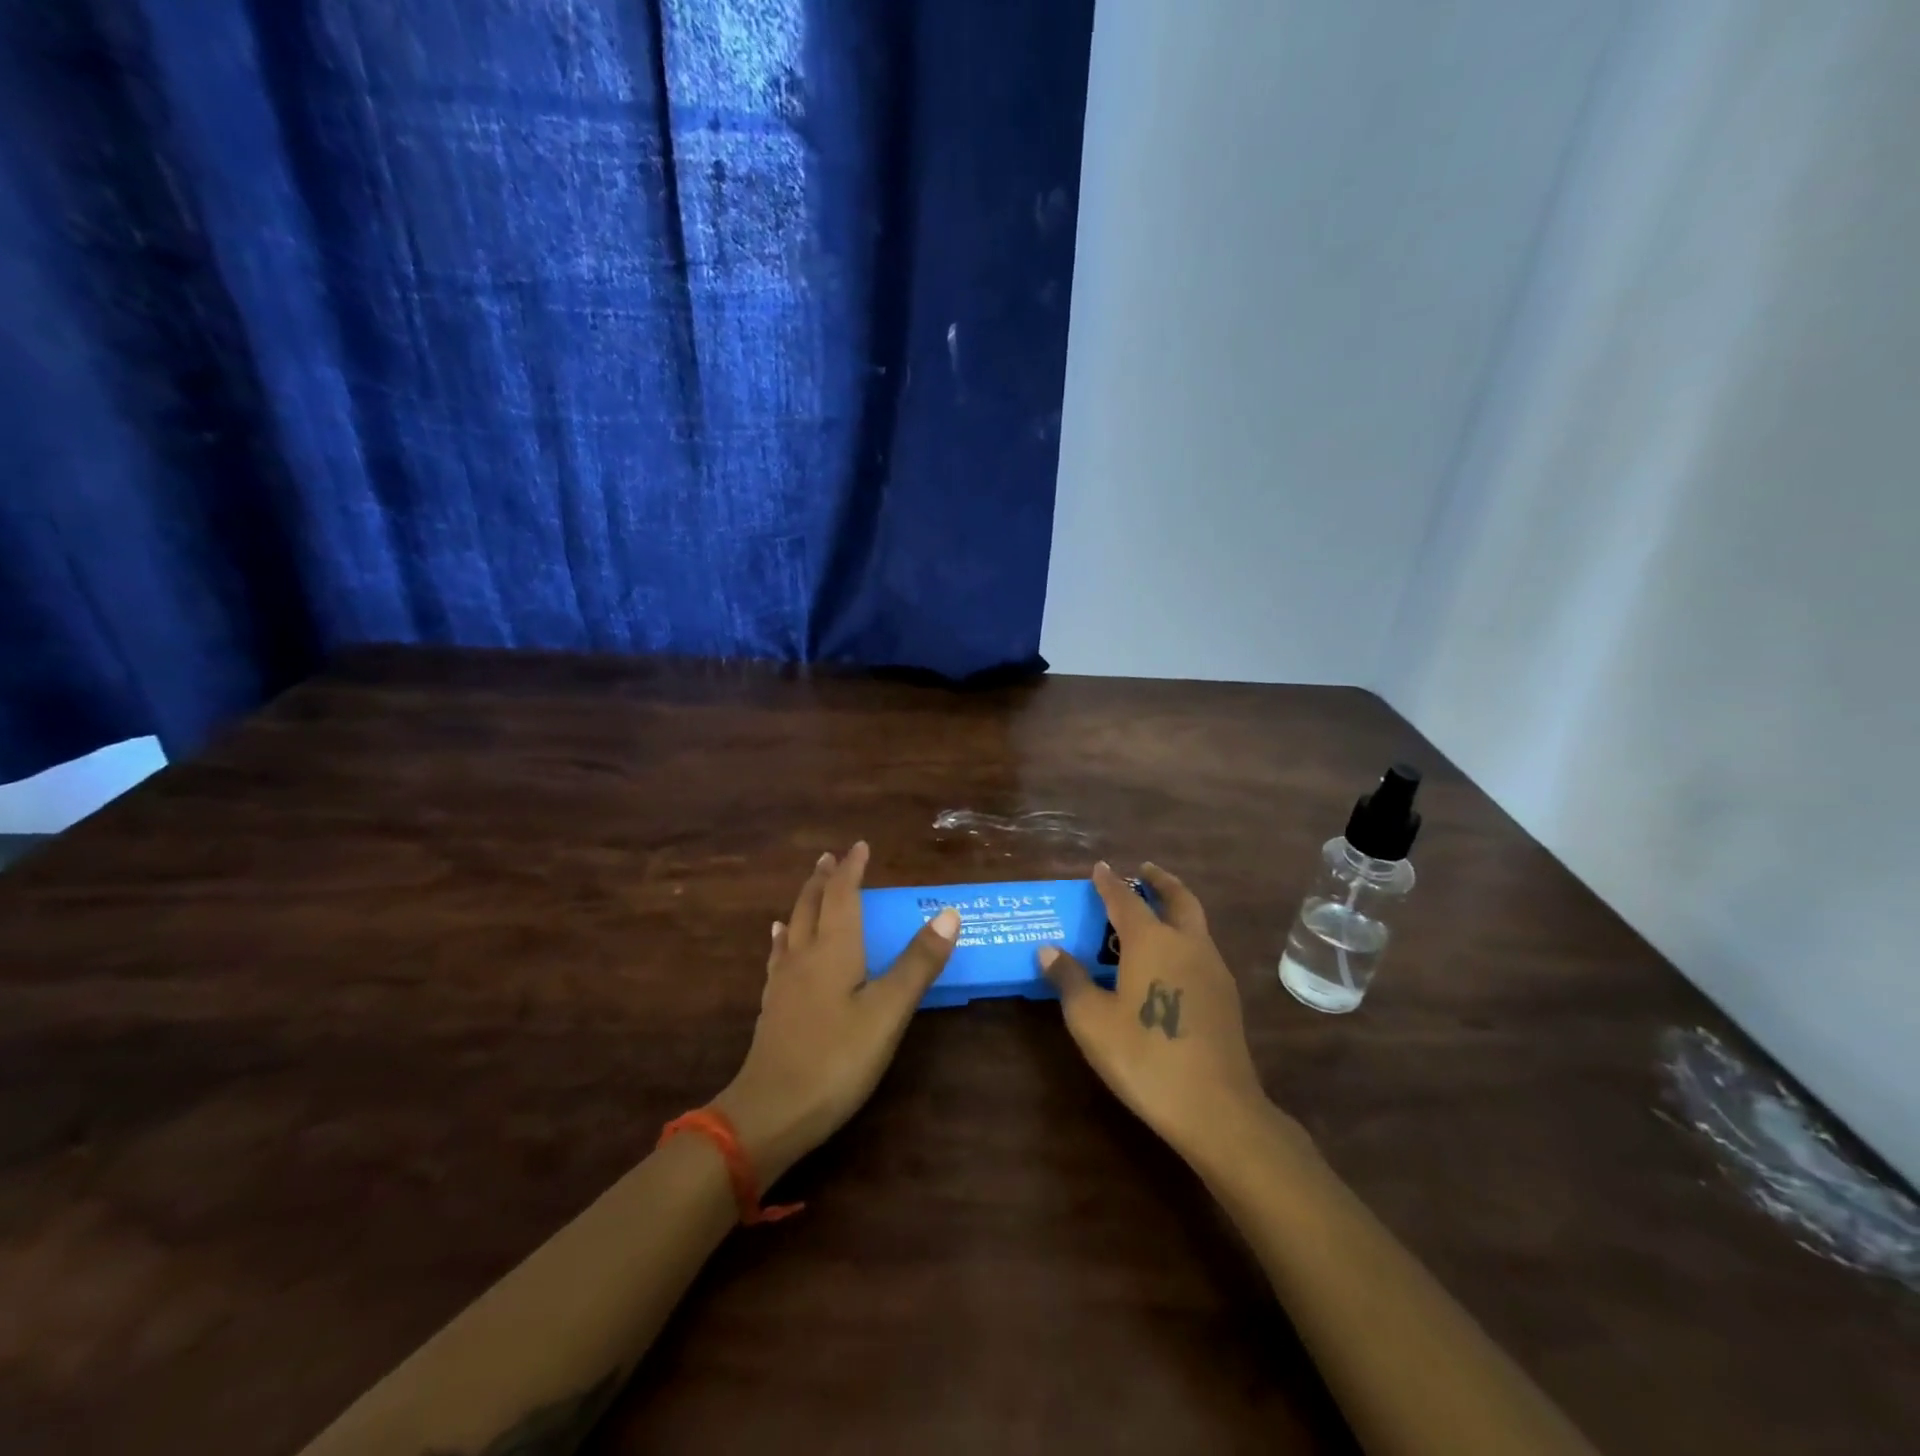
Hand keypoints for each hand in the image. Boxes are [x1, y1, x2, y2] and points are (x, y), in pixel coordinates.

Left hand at [715, 842, 959, 1183]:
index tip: (860, 846)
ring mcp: (784, 982)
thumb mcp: (888, 1011)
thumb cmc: (837, 1058)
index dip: (852, 869)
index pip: (842, 895)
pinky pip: (781, 955)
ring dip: (805, 902)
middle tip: (831, 858)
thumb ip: (918, 963)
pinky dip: (785, 937)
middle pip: (812, 905)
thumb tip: (949, 913)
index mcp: (833, 949)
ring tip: (810, 888)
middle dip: (824, 879)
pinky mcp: (774, 1007)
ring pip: (793, 927)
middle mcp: (805, 956)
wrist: (771, 1112)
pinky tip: (780, 942)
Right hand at [1041, 862, 1292, 1172]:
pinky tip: (1171, 962)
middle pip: (1178, 898)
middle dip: (1160, 881)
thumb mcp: (1091, 1020)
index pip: (1125, 899)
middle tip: (1144, 871)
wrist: (1215, 1107)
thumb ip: (1070, 979)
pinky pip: (1201, 950)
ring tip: (1154, 914)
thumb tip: (1048, 950)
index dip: (1110, 882)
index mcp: (1152, 941)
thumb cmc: (1144, 1056)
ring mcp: (1213, 969)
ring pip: (1195, 923)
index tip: (1100, 867)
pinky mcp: (1226, 997)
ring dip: (1175, 908)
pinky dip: (1185, 938)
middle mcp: (1187, 944)